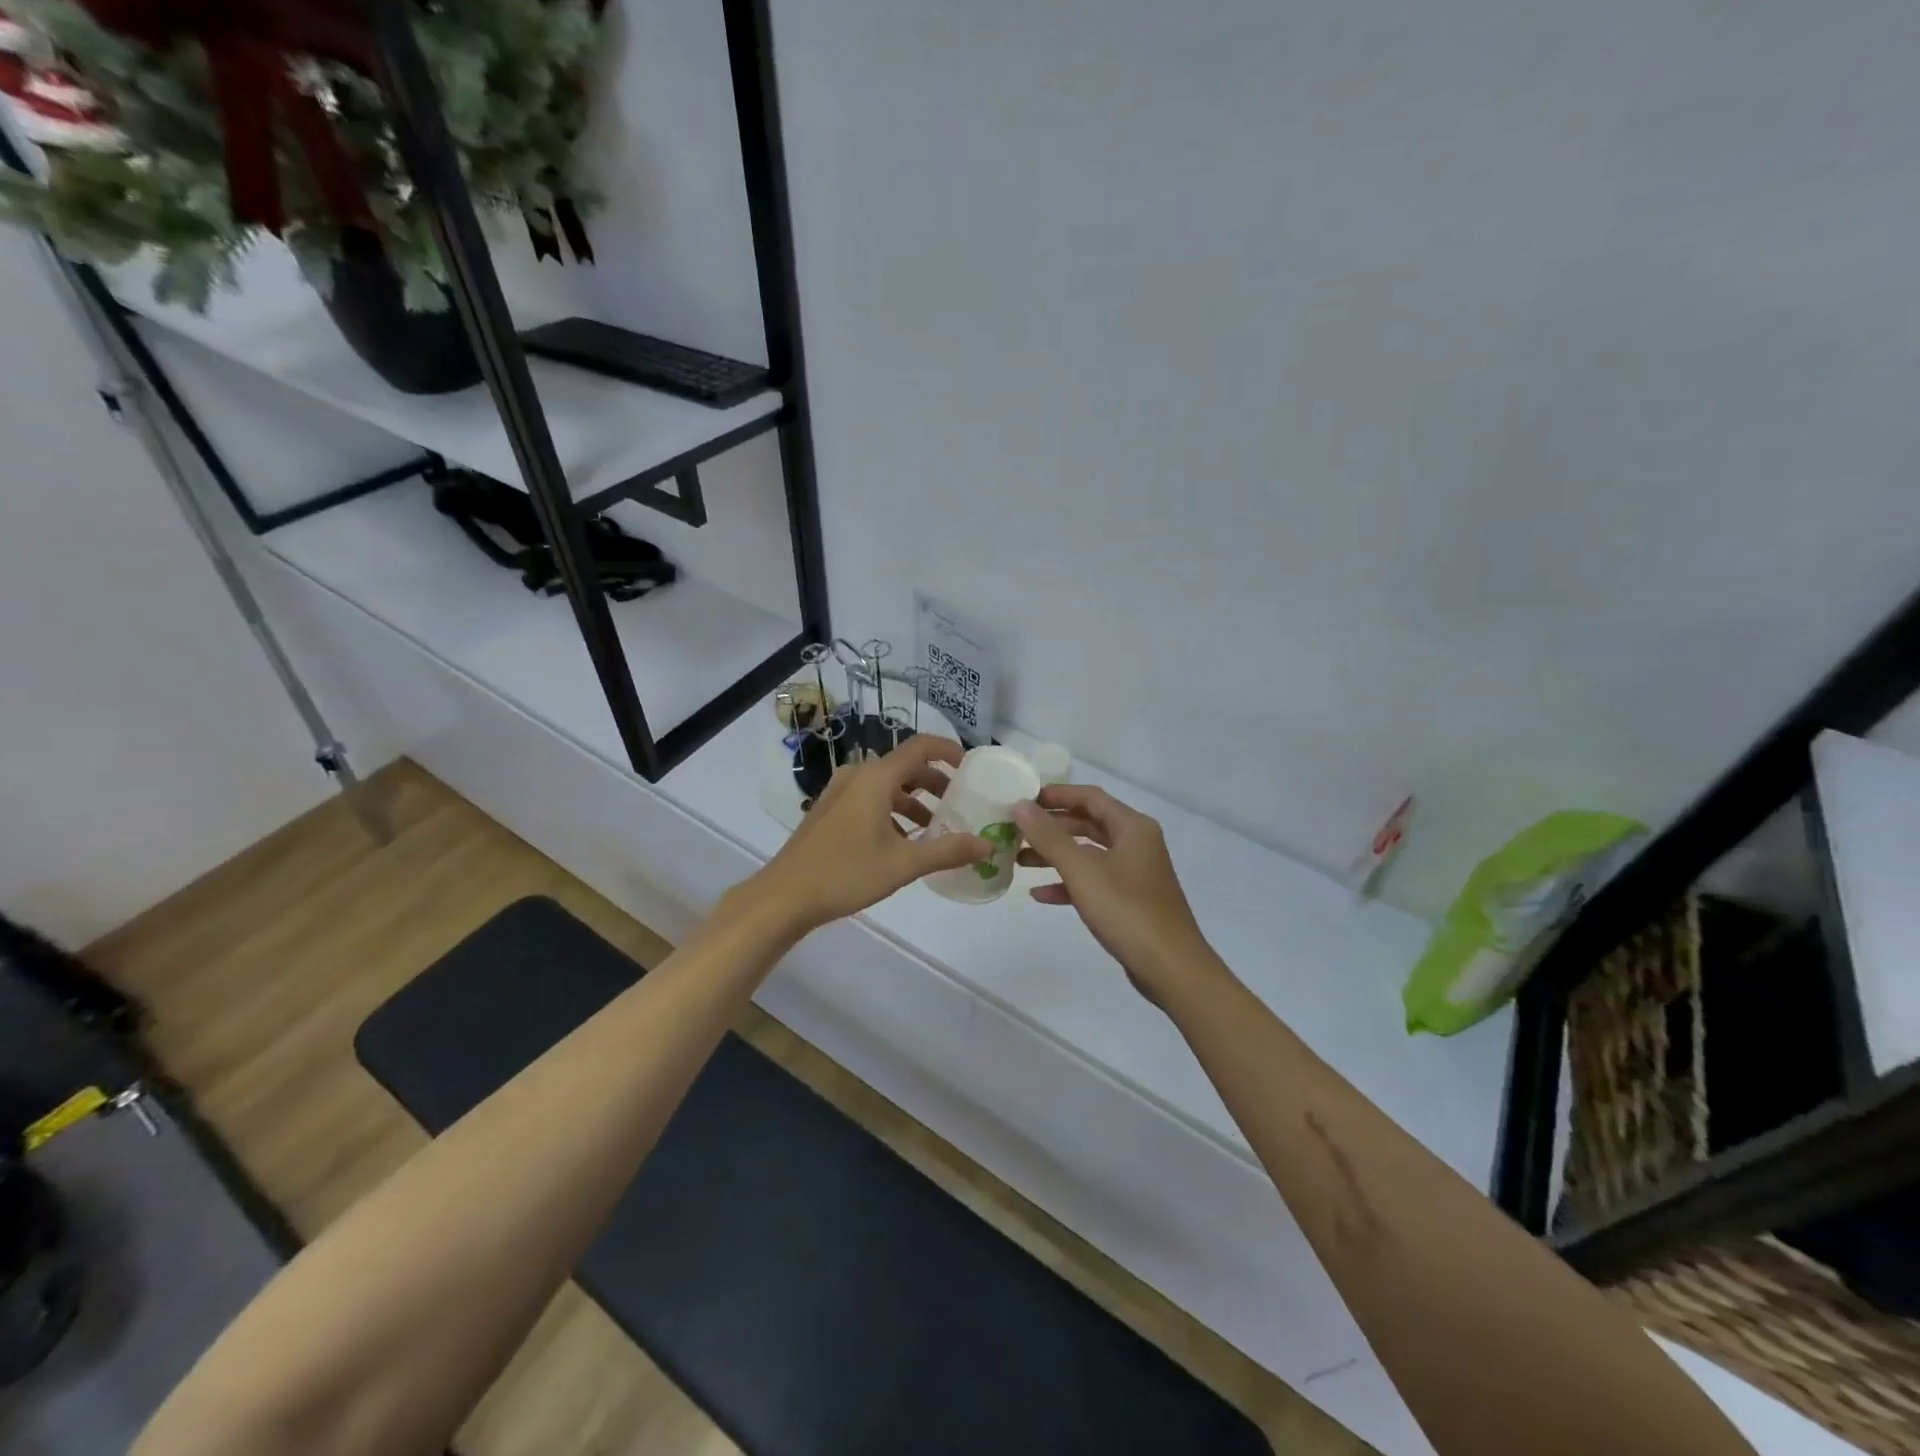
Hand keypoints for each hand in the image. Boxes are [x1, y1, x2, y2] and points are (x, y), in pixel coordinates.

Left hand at [745, 736, 989, 935]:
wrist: (784, 896)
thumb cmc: (846, 873)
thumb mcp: (904, 864)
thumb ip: (948, 850)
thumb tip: (987, 844)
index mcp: (876, 778)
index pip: (921, 746)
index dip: (950, 751)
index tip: (973, 768)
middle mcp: (858, 775)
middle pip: (905, 766)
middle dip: (936, 782)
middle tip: (960, 804)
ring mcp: (840, 792)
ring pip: (887, 785)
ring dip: (914, 800)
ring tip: (936, 828)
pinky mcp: (830, 811)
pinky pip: (870, 799)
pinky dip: (893, 811)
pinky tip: (903, 841)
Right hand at [1013, 786, 1219, 1005]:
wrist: (1171, 968)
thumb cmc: (1126, 910)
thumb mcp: (1082, 870)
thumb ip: (1049, 837)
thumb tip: (1020, 805)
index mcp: (1132, 827)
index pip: (1090, 797)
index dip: (1056, 795)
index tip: (1024, 799)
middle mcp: (1136, 843)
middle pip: (1088, 823)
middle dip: (1052, 827)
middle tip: (1017, 829)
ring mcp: (1134, 873)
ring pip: (1088, 854)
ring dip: (1055, 855)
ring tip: (1019, 860)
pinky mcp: (1130, 900)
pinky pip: (1094, 881)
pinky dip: (1068, 883)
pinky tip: (1040, 894)